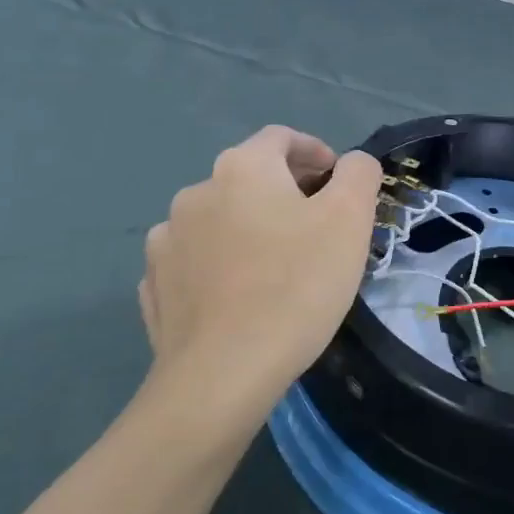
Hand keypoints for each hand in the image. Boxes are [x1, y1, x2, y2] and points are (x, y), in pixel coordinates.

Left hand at [140, 127, 384, 407]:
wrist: (222, 376)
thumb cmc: (296, 285)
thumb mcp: (350, 219)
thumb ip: (358, 173)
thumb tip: (350, 163)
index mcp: (242, 167)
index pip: (281, 137)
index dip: (315, 151)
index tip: (337, 182)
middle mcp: (195, 192)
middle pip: (249, 176)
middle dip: (286, 192)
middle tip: (318, 227)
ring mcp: (166, 241)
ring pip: (220, 219)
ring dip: (249, 228)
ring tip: (277, 266)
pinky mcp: (154, 286)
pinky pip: (195, 261)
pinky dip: (219, 264)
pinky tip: (239, 295)